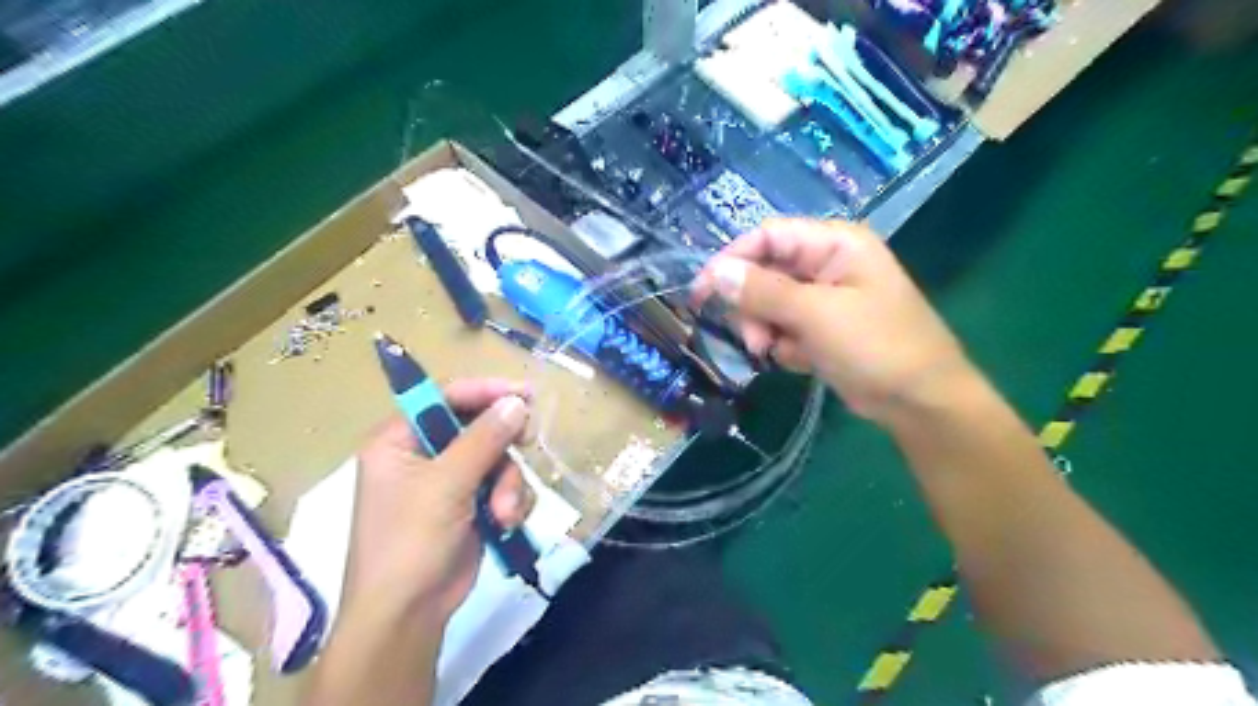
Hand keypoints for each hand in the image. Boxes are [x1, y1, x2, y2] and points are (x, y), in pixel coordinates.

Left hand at [343, 378, 531, 626]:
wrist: (409, 614)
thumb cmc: (411, 542)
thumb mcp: (446, 484)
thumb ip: (483, 438)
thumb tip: (516, 401)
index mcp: (400, 439)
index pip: (445, 397)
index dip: (485, 391)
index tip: (523, 394)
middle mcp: (425, 454)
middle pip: (479, 426)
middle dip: (503, 446)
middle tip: (527, 443)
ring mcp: (451, 481)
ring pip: (499, 459)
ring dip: (509, 484)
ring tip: (504, 512)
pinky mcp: (473, 504)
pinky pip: (505, 485)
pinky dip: (511, 501)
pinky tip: (507, 523)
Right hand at [699, 218, 970, 420]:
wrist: (920, 402)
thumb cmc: (876, 347)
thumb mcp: (816, 315)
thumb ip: (763, 292)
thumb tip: (714, 273)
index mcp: (834, 244)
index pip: (768, 236)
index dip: (732, 259)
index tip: (702, 291)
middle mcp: (827, 264)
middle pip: (766, 271)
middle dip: (752, 306)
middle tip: (753, 337)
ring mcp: (825, 298)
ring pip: (770, 303)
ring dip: (765, 329)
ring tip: (776, 353)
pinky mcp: (823, 328)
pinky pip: (784, 327)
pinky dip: (784, 345)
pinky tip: (802, 361)